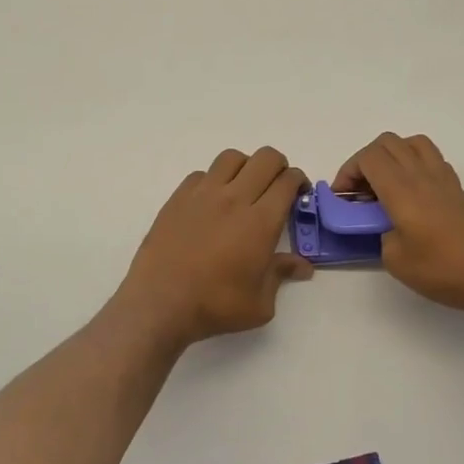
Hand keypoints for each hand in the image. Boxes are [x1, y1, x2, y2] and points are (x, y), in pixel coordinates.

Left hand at [118, 147, 313, 347]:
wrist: (160, 302)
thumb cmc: (215, 306)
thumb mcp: (259, 303)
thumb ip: (281, 275)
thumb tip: (302, 266)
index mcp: (261, 221)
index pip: (287, 181)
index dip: (298, 181)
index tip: (298, 193)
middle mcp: (235, 198)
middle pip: (265, 158)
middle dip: (278, 166)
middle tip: (276, 187)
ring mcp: (204, 194)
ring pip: (232, 158)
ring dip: (245, 167)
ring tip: (244, 188)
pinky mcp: (179, 197)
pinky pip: (202, 174)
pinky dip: (213, 180)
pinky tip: (211, 202)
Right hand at [334, 132, 463, 320]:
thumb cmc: (444, 268)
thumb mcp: (396, 260)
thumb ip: (381, 235)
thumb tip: (385, 226)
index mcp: (401, 188)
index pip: (368, 157)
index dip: (348, 172)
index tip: (343, 199)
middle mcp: (421, 174)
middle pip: (387, 143)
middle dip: (365, 162)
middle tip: (360, 193)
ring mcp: (443, 178)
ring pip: (411, 144)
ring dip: (391, 157)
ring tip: (385, 187)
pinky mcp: (457, 189)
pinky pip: (430, 159)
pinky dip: (413, 165)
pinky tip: (411, 195)